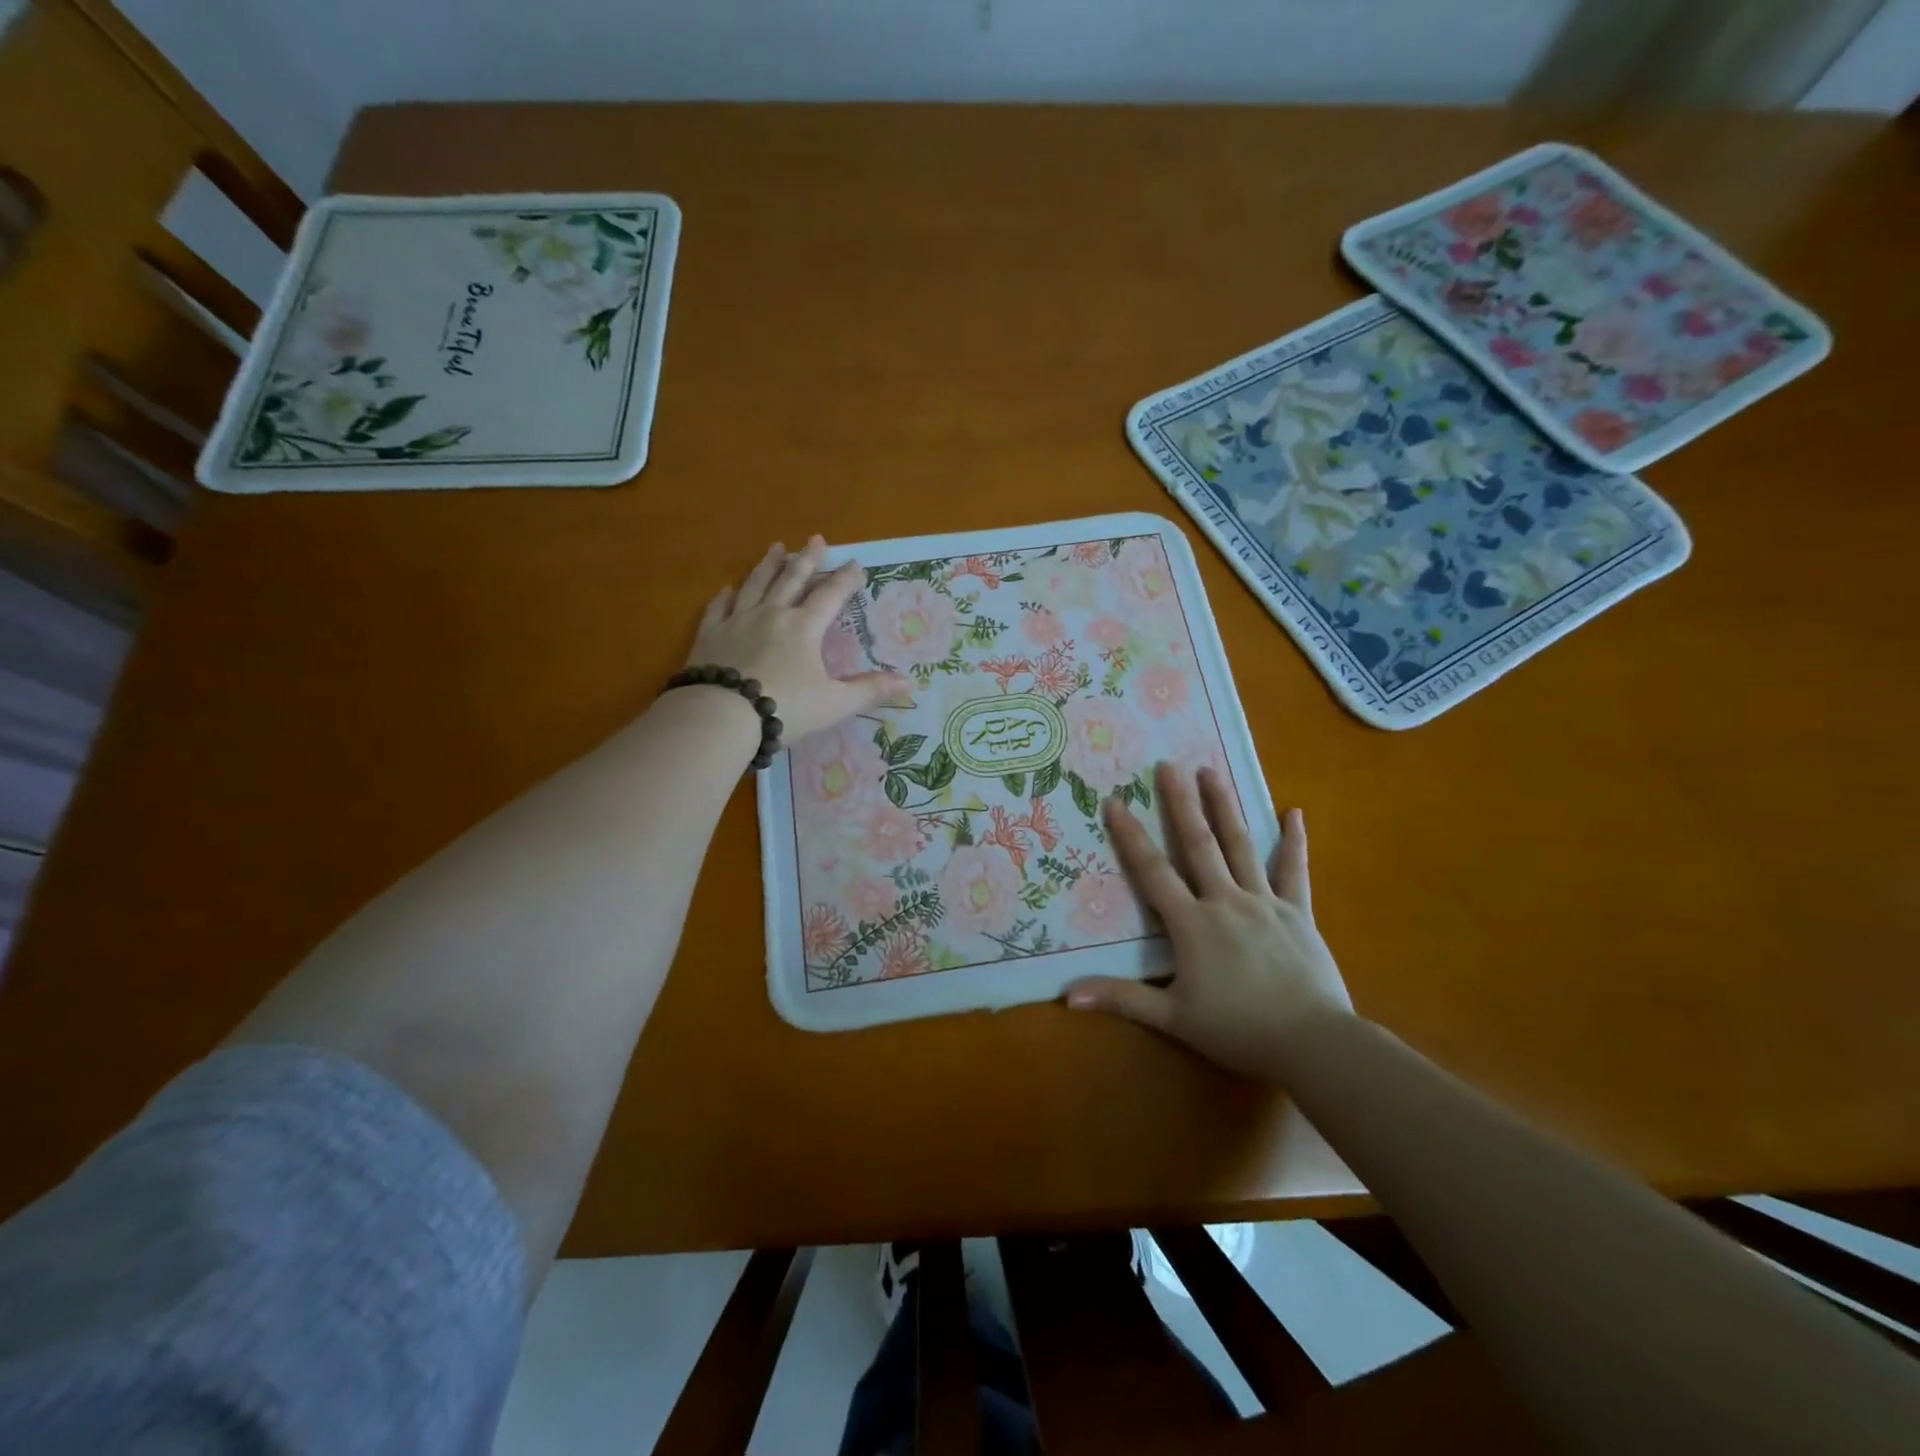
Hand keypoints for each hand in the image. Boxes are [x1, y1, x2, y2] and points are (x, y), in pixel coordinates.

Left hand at [690, 536, 910, 742]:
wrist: (722, 717)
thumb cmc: (785, 708)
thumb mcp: (835, 703)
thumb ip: (869, 691)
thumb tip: (909, 684)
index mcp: (804, 627)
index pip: (830, 596)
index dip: (845, 579)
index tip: (856, 563)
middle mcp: (772, 615)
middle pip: (792, 580)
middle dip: (807, 559)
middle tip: (816, 539)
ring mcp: (737, 622)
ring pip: (755, 586)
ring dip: (768, 566)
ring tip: (776, 548)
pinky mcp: (710, 636)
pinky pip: (718, 609)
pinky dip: (725, 597)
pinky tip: (728, 588)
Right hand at [1063, 763, 1352, 1079]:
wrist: (1313, 1043)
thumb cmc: (1238, 1030)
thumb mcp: (1173, 1017)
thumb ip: (1121, 998)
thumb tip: (1066, 995)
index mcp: (1192, 923)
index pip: (1153, 871)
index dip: (1130, 836)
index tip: (1115, 801)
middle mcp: (1226, 901)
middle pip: (1198, 844)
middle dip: (1180, 803)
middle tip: (1169, 765)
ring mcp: (1265, 903)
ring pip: (1241, 846)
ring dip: (1224, 806)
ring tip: (1211, 772)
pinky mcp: (1298, 913)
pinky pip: (1293, 872)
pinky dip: (1293, 842)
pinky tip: (1295, 813)